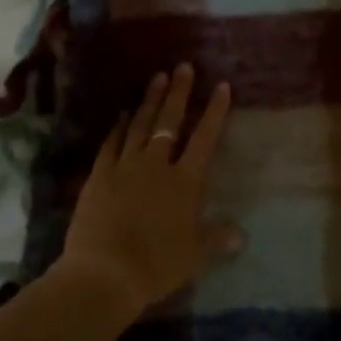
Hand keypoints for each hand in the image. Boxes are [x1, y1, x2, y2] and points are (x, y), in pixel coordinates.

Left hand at [55, 63, 240, 315]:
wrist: (103, 274)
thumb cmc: (156, 265)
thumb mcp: (194, 255)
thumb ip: (217, 239)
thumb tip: (242, 235)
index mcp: (185, 181)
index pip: (204, 138)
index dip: (214, 111)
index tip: (222, 86)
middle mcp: (157, 165)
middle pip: (170, 121)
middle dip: (179, 92)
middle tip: (183, 66)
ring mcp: (125, 167)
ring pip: (140, 125)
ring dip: (150, 100)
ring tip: (157, 77)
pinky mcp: (99, 176)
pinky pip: (111, 144)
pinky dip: (118, 128)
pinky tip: (122, 115)